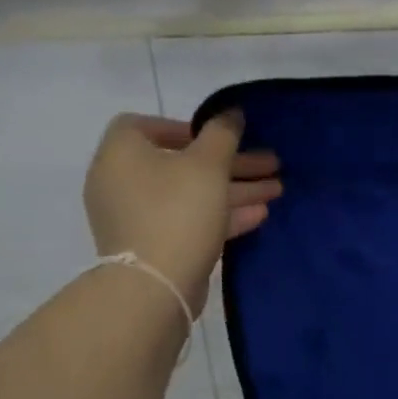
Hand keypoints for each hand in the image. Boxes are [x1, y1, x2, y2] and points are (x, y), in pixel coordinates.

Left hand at [84, 113, 281, 308]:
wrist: (154, 286)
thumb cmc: (177, 212)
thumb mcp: (208, 165)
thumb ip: (222, 133)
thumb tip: (231, 112)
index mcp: (121, 153)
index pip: (146, 125)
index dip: (187, 127)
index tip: (219, 137)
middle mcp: (121, 182)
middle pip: (181, 163)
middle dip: (230, 163)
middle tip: (270, 164)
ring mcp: (135, 218)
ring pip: (190, 194)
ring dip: (233, 190)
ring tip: (276, 190)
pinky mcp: (152, 247)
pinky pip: (188, 221)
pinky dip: (219, 215)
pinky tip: (259, 215)